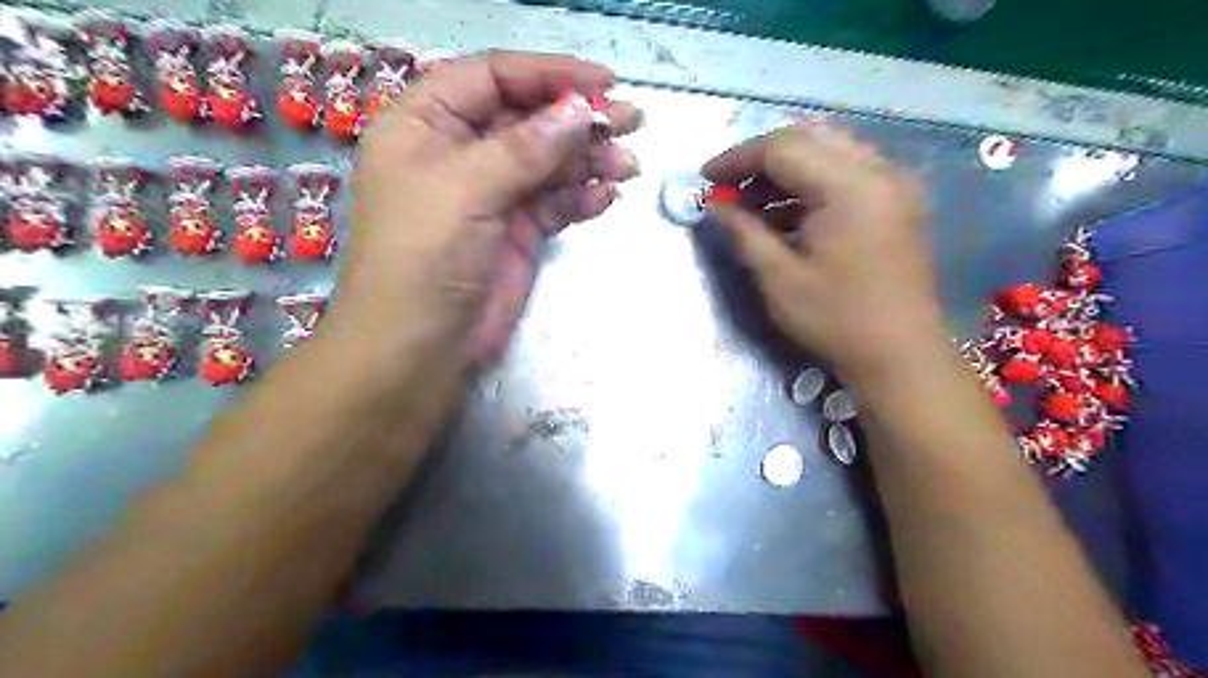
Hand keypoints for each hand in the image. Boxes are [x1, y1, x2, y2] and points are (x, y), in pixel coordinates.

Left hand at [325, 50, 645, 377]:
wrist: (420, 348)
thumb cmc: (423, 258)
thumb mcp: (466, 190)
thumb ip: (525, 149)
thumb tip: (581, 111)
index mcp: (425, 124)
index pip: (492, 79)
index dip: (547, 74)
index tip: (602, 82)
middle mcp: (459, 153)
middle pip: (527, 120)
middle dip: (578, 120)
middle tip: (631, 121)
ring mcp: (491, 196)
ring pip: (547, 163)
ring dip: (588, 161)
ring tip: (628, 166)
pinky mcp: (516, 233)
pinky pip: (554, 204)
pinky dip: (580, 199)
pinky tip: (606, 197)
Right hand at [706, 121, 947, 384]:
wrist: (900, 355)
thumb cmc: (836, 319)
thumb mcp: (779, 278)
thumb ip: (744, 232)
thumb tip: (714, 205)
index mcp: (850, 187)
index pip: (783, 148)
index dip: (737, 159)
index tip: (705, 179)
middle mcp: (878, 171)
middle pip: (808, 139)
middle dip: (760, 159)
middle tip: (728, 187)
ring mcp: (893, 184)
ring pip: (828, 151)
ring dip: (785, 170)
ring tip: (751, 203)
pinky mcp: (896, 202)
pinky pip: (846, 172)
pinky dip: (811, 183)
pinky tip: (786, 213)